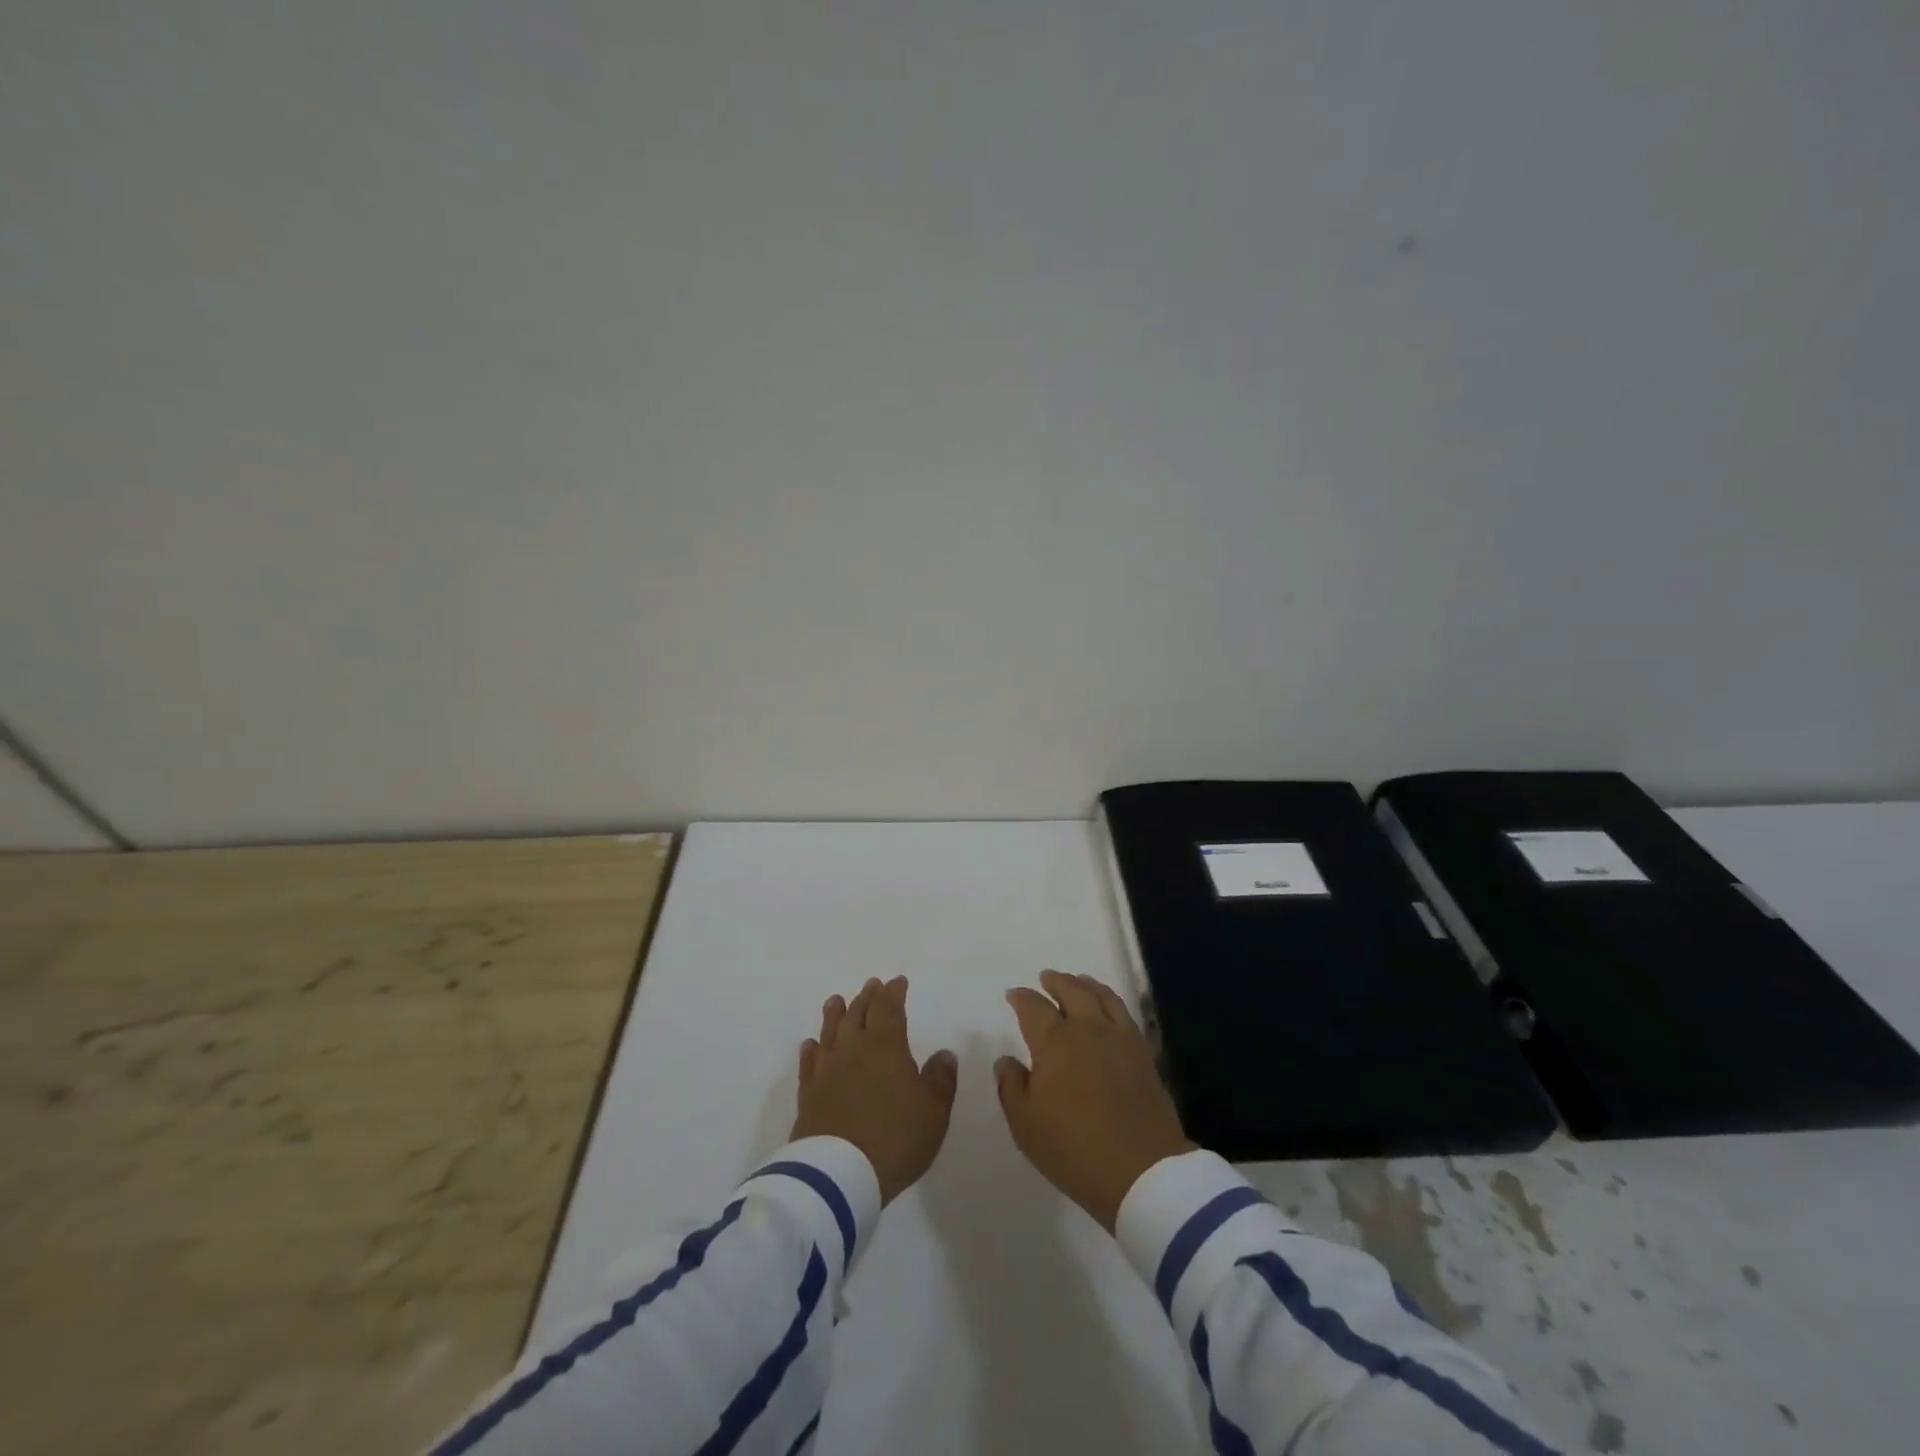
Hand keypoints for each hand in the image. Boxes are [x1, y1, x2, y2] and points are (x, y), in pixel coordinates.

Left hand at [792, 976, 957, 1203]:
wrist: (838, 1175)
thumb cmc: (895, 1138)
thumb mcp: (933, 1112)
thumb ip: (940, 1079)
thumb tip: (944, 1054)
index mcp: (886, 1046)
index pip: (889, 1008)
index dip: (894, 993)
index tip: (898, 982)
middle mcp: (853, 1049)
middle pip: (858, 1014)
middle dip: (867, 997)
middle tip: (871, 985)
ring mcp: (827, 1070)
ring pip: (830, 1031)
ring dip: (835, 1014)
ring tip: (836, 1000)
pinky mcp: (808, 1094)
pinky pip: (810, 1062)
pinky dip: (812, 1049)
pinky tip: (811, 1045)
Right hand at [995, 969, 1193, 1231]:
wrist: (1142, 1171)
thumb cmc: (1074, 1149)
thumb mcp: (1026, 1125)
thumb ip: (1011, 1086)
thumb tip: (1006, 1060)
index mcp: (1054, 1042)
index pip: (1033, 1007)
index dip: (1021, 998)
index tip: (1014, 995)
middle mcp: (1087, 1029)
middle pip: (1071, 991)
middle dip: (1055, 982)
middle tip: (1046, 978)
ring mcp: (1119, 1038)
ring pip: (1101, 996)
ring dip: (1086, 984)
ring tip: (1079, 981)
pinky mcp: (1143, 1053)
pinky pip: (1124, 1013)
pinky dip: (1111, 1000)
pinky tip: (1109, 1009)